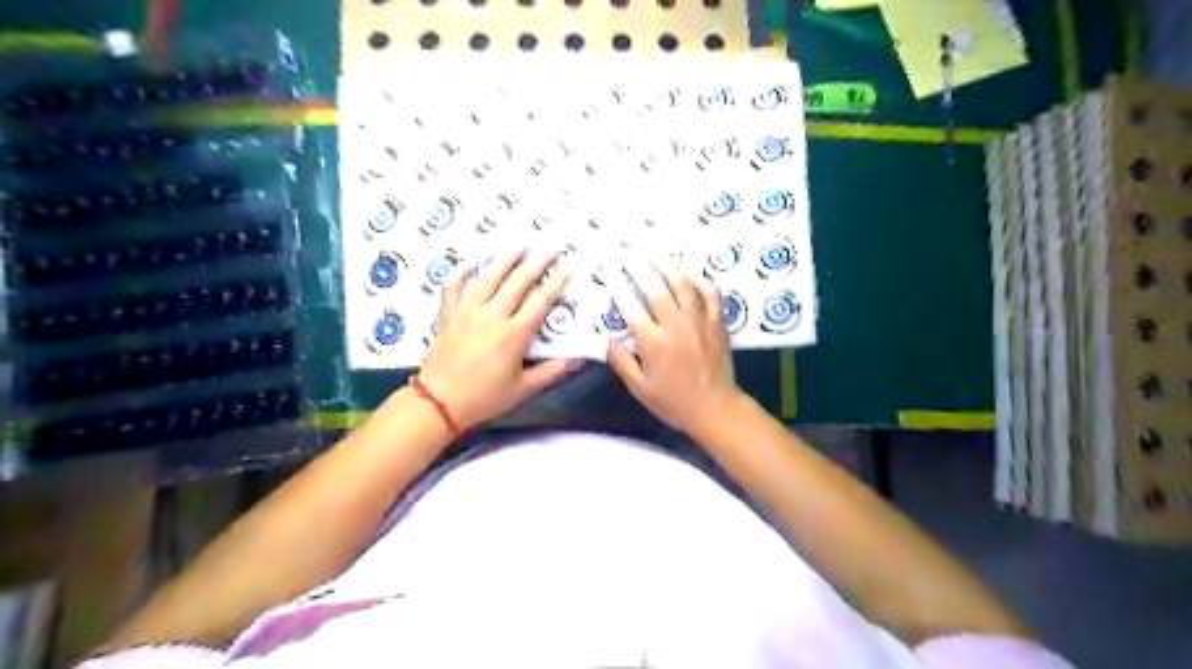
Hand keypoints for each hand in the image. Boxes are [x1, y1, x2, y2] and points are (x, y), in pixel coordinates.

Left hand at [416, 247, 579, 427]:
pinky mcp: (449, 313)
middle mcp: (492, 316)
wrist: (439, 402)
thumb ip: (552, 371)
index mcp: (513, 334)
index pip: (540, 301)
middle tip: (551, 248)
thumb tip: (579, 359)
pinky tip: (474, 260)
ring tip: (521, 245)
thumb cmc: (484, 397)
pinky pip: (454, 285)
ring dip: (506, 259)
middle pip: (518, 282)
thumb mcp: (523, 389)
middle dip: (537, 262)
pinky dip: (463, 270)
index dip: (556, 282)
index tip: (568, 267)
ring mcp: (467, 311)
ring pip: (489, 277)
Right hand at [608, 265, 742, 436]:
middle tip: (626, 254)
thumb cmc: (673, 402)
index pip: (630, 306)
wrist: (715, 409)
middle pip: (655, 288)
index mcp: (654, 343)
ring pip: (684, 285)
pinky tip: (689, 272)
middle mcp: (676, 326)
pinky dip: (700, 280)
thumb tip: (606, 337)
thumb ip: (621, 361)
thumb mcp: (639, 388)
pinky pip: (710, 294)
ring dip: (667, 266)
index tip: (607, 270)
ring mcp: (700, 322)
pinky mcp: (717, 323)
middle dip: (638, 268)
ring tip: (653, 254)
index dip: (617, 285)